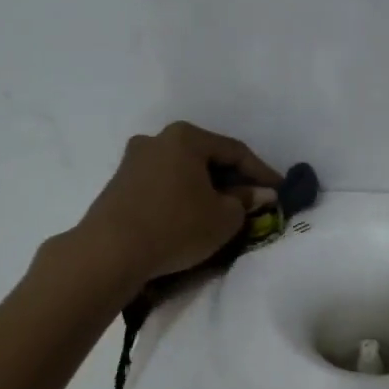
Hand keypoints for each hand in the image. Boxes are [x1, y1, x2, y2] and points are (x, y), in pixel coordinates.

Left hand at [75, 122, 281, 287]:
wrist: (109, 252)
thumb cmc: (176, 227)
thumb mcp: (224, 218)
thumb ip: (246, 201)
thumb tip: (260, 194)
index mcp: (186, 137)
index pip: (235, 151)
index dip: (262, 172)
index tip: (280, 191)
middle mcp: (157, 139)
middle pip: (207, 157)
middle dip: (232, 179)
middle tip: (253, 201)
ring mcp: (133, 161)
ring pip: (183, 171)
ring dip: (206, 188)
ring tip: (223, 211)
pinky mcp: (119, 184)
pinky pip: (163, 185)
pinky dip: (182, 197)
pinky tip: (191, 217)